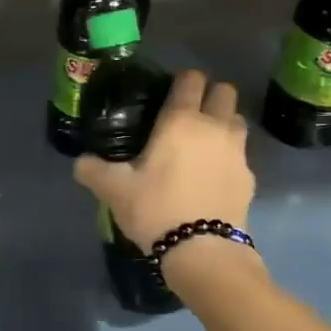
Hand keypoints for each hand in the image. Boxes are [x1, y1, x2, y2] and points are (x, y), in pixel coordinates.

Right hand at [73, 69, 254, 251]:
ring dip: (224, 123)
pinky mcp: (250, 178)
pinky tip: (212, 177)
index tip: (168, 93)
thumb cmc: (156, 209)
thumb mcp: (114, 190)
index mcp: (181, 120)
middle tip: (188, 115)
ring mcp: (238, 152)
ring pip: (237, 120)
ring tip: (203, 144)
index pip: (190, 79)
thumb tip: (80, 163)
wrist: (203, 250)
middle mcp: (215, 127)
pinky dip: (229, 158)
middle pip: (224, 91)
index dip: (181, 80)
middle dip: (209, 95)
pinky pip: (241, 155)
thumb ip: (93, 171)